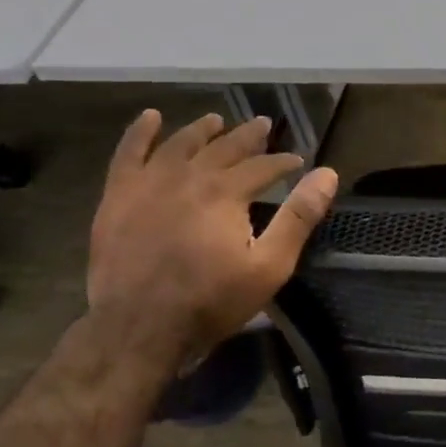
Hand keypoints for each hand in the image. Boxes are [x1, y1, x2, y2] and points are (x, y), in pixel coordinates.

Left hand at [87, 109, 337, 369]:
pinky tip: (150, 117)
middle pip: (223, 147)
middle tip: (263, 124)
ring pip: (180, 144)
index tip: (298, 160)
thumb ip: (298, 217)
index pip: (263, 166)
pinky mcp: (118, 197)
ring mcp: (148, 184)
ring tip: (216, 120)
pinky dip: (140, 133)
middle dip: (248, 136)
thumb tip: (327, 174)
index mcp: (226, 192)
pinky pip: (128, 154)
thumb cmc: (211, 301)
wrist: (138, 328)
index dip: (283, 161)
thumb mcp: (269, 266)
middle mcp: (188, 176)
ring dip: (202, 130)